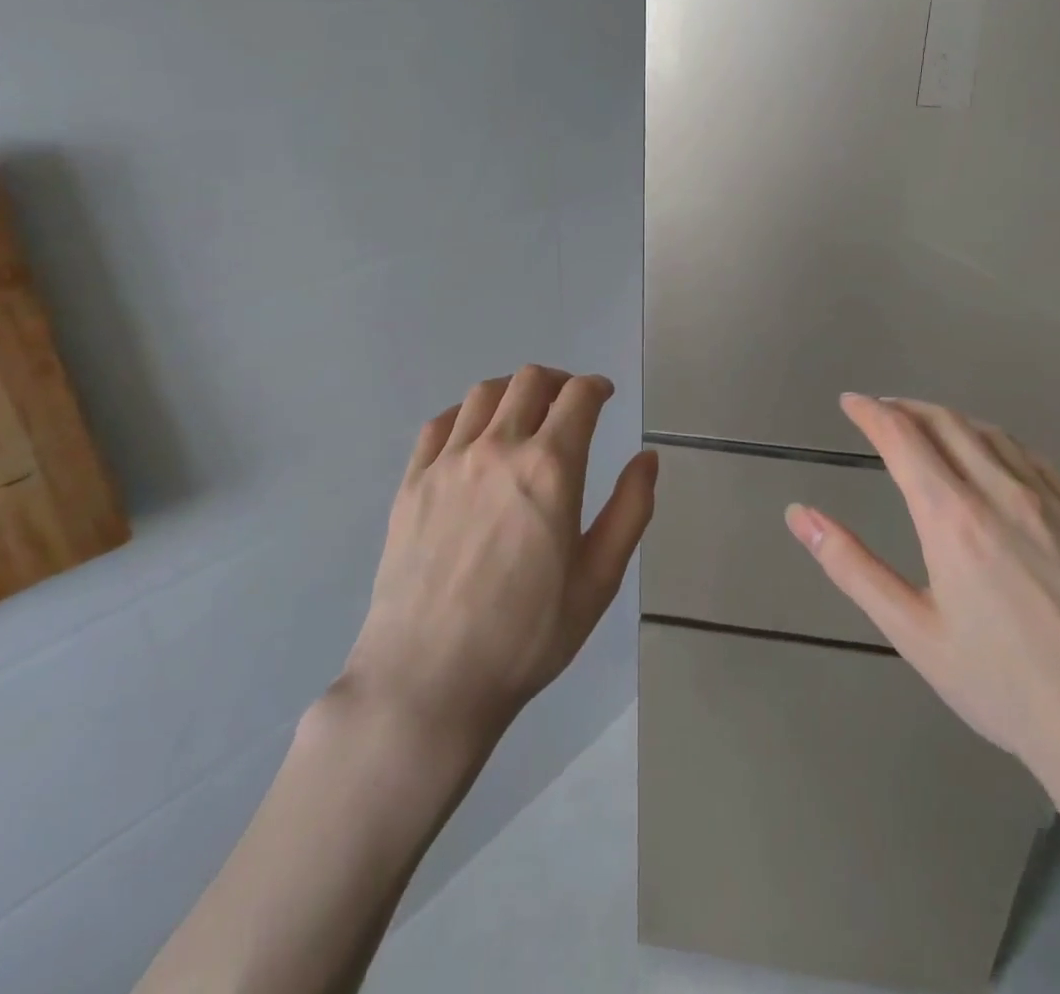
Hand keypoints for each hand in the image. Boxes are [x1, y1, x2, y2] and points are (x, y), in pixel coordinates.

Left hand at [341, 365, 657, 746]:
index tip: (604, 394)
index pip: (579, 397)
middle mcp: (499, 448)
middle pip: (530, 381)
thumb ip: (630, 510)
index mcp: (550, 468)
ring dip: (513, 390)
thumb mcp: (599, 579)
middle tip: (569, 402)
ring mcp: (448, 462)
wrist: (429, 679)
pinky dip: (466, 414)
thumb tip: (647, 458)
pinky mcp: (412, 482)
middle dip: (558, 381)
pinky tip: (474, 436)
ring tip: (524, 411)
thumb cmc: (526, 635)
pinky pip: (440, 424)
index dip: (597, 386)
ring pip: (483, 393)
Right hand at [785, 393, 1059, 858]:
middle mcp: (1001, 492)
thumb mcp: (912, 632)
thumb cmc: (1002, 686)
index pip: (902, 437)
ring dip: (949, 418)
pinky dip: (995, 439)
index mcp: (952, 517)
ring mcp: (1050, 501)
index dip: (871, 412)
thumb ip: (851, 567)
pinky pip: (1031, 456)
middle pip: (946, 423)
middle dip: (906, 407)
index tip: (849, 402)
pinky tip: (992, 454)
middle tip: (880, 409)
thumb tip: (799, 515)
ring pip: (990, 433)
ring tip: (926, 424)